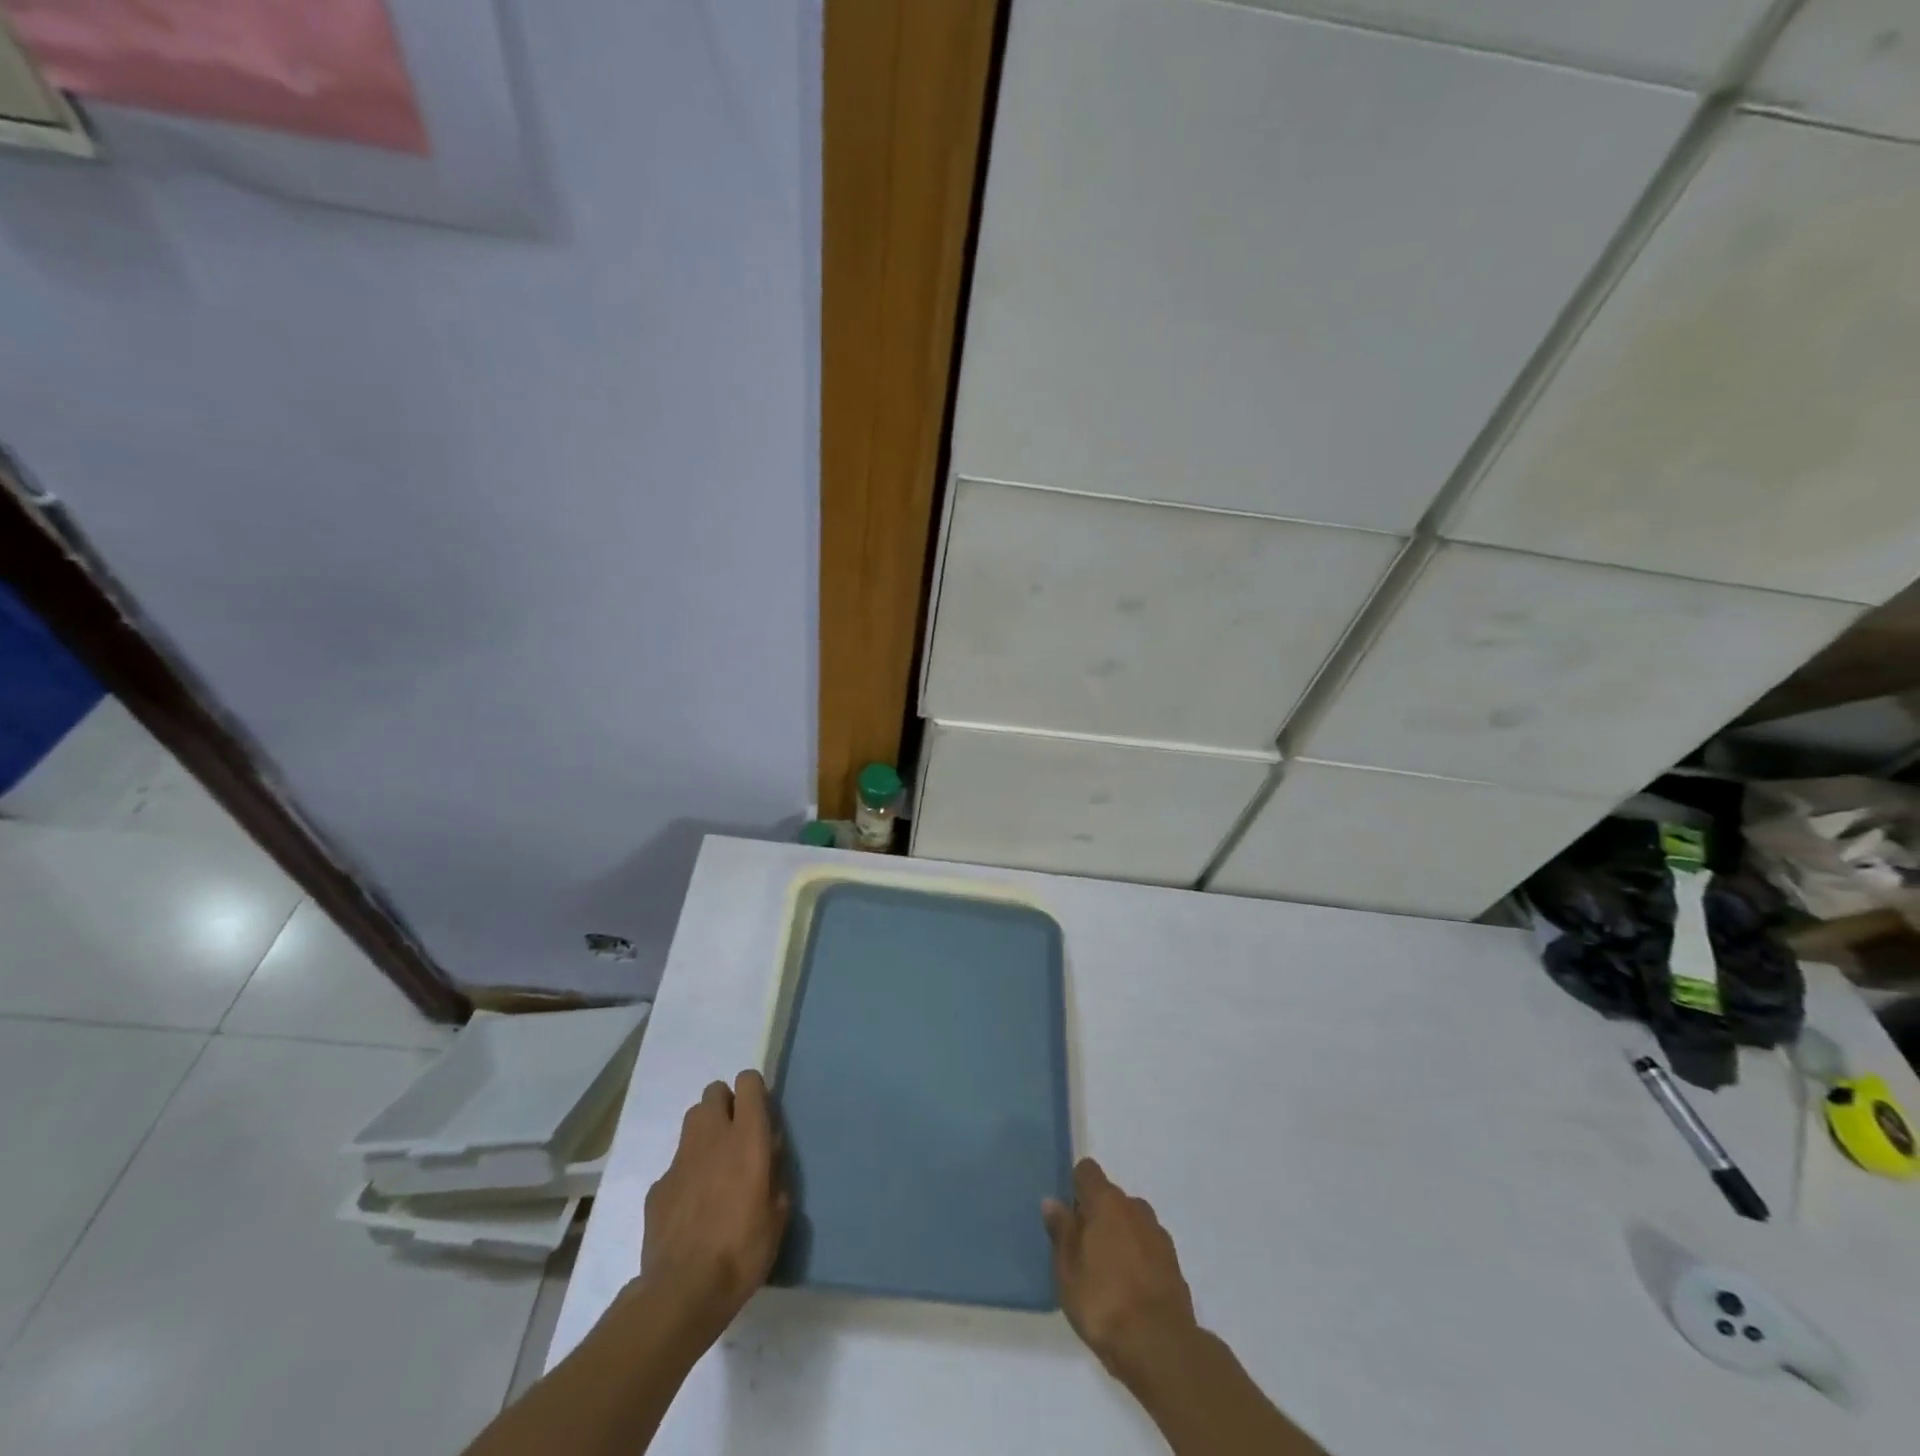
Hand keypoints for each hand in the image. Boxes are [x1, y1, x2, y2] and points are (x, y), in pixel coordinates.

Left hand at [639, 1070, 790, 1343]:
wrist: (683, 1292)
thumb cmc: (742, 1251)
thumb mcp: (778, 1214)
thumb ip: (774, 1175)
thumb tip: (768, 1160)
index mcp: (747, 1138)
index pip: (748, 1082)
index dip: (754, 1091)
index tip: (761, 1113)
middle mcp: (712, 1137)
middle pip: (714, 1092)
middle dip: (726, 1104)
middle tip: (737, 1136)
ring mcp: (680, 1160)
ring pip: (692, 1120)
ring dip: (705, 1131)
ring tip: (715, 1165)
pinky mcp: (658, 1187)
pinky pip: (676, 1164)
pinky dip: (686, 1174)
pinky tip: (692, 1206)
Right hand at [1042, 1158, 1197, 1384]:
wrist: (1161, 1346)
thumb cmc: (1104, 1303)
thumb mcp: (1068, 1271)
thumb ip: (1061, 1232)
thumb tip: (1052, 1201)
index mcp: (1106, 1202)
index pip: (1087, 1171)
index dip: (1075, 1186)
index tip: (1067, 1214)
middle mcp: (1134, 1207)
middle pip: (1110, 1197)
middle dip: (1096, 1215)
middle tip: (1082, 1250)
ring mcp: (1157, 1233)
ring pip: (1130, 1221)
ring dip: (1118, 1236)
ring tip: (1106, 1273)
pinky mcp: (1173, 1261)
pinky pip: (1147, 1245)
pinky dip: (1137, 1256)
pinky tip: (1129, 1288)